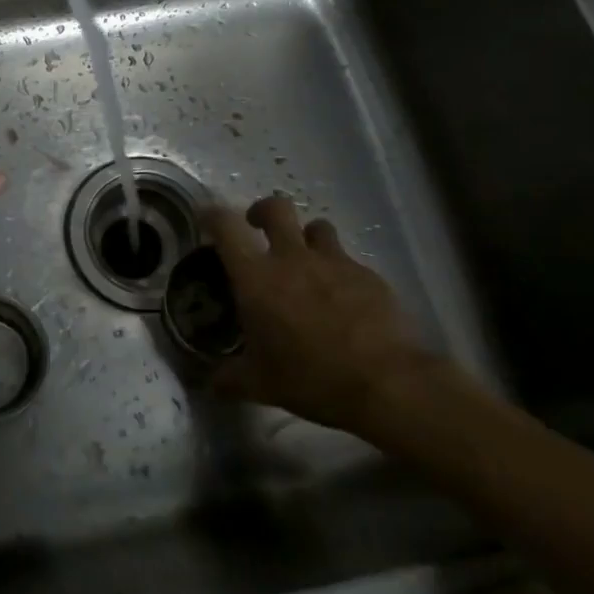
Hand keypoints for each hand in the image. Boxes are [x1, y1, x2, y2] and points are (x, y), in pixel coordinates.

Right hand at [204, 194, 434, 434]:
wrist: (385, 383)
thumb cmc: (310, 378)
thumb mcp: (260, 385)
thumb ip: (230, 378)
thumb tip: (209, 384)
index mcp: (257, 277)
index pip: (226, 227)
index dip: (212, 216)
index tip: (207, 219)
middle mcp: (292, 258)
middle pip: (276, 207)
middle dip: (263, 211)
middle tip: (259, 227)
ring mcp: (334, 262)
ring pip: (317, 227)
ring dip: (307, 238)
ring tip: (307, 262)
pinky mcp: (368, 275)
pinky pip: (348, 260)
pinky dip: (340, 272)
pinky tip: (345, 299)